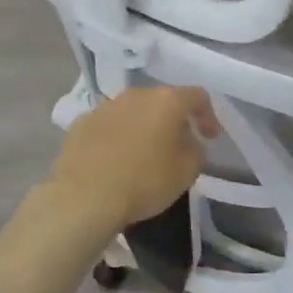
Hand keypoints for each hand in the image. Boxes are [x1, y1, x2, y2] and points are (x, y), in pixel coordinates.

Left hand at [47, 85, 219, 229]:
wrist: (84, 197)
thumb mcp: (187, 171)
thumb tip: (190, 143)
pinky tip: (115, 160)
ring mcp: (105, 107)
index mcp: (166, 101)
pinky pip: (108, 126)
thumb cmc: (144, 181)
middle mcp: (136, 95)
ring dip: (143, 127)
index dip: (208, 115)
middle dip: (173, 120)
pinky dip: (117, 137)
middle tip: (178, 144)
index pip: (197, 97)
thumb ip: (196, 151)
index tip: (210, 137)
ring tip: (144, 153)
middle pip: (162, 101)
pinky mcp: (81, 123)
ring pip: (133, 111)